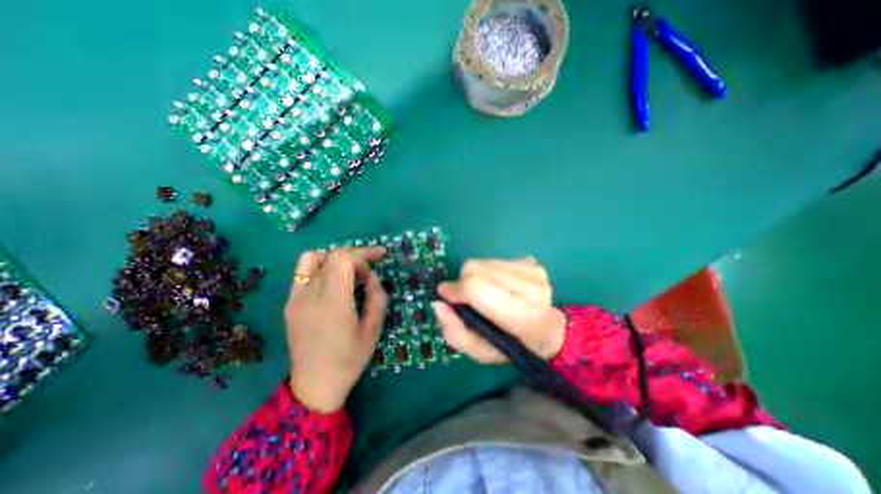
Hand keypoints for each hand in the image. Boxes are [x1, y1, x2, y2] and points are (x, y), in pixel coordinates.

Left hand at [286, 246, 388, 413]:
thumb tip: (371, 276)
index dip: (361, 258)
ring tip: (350, 269)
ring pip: (312, 258)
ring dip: (334, 258)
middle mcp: (309, 295)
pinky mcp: (290, 303)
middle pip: (330, 256)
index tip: (372, 272)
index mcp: (332, 303)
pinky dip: (321, 268)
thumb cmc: (349, 359)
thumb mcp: (373, 329)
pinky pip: (303, 273)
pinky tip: (334, 281)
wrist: (314, 386)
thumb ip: (377, 296)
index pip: (342, 259)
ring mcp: (295, 298)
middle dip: (354, 255)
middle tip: (371, 262)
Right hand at [432, 258, 567, 362]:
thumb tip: (438, 303)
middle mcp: (531, 288)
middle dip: (463, 280)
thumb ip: (454, 331)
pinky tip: (497, 285)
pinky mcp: (532, 262)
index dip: (456, 289)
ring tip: (485, 292)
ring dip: (475, 275)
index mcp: (520, 316)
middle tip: (466, 297)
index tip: (445, 295)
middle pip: (476, 268)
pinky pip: (494, 259)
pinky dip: (487, 271)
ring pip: (483, 261)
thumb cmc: (511, 345)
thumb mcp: (479, 351)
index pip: (477, 289)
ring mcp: (533, 272)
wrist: (546, 331)